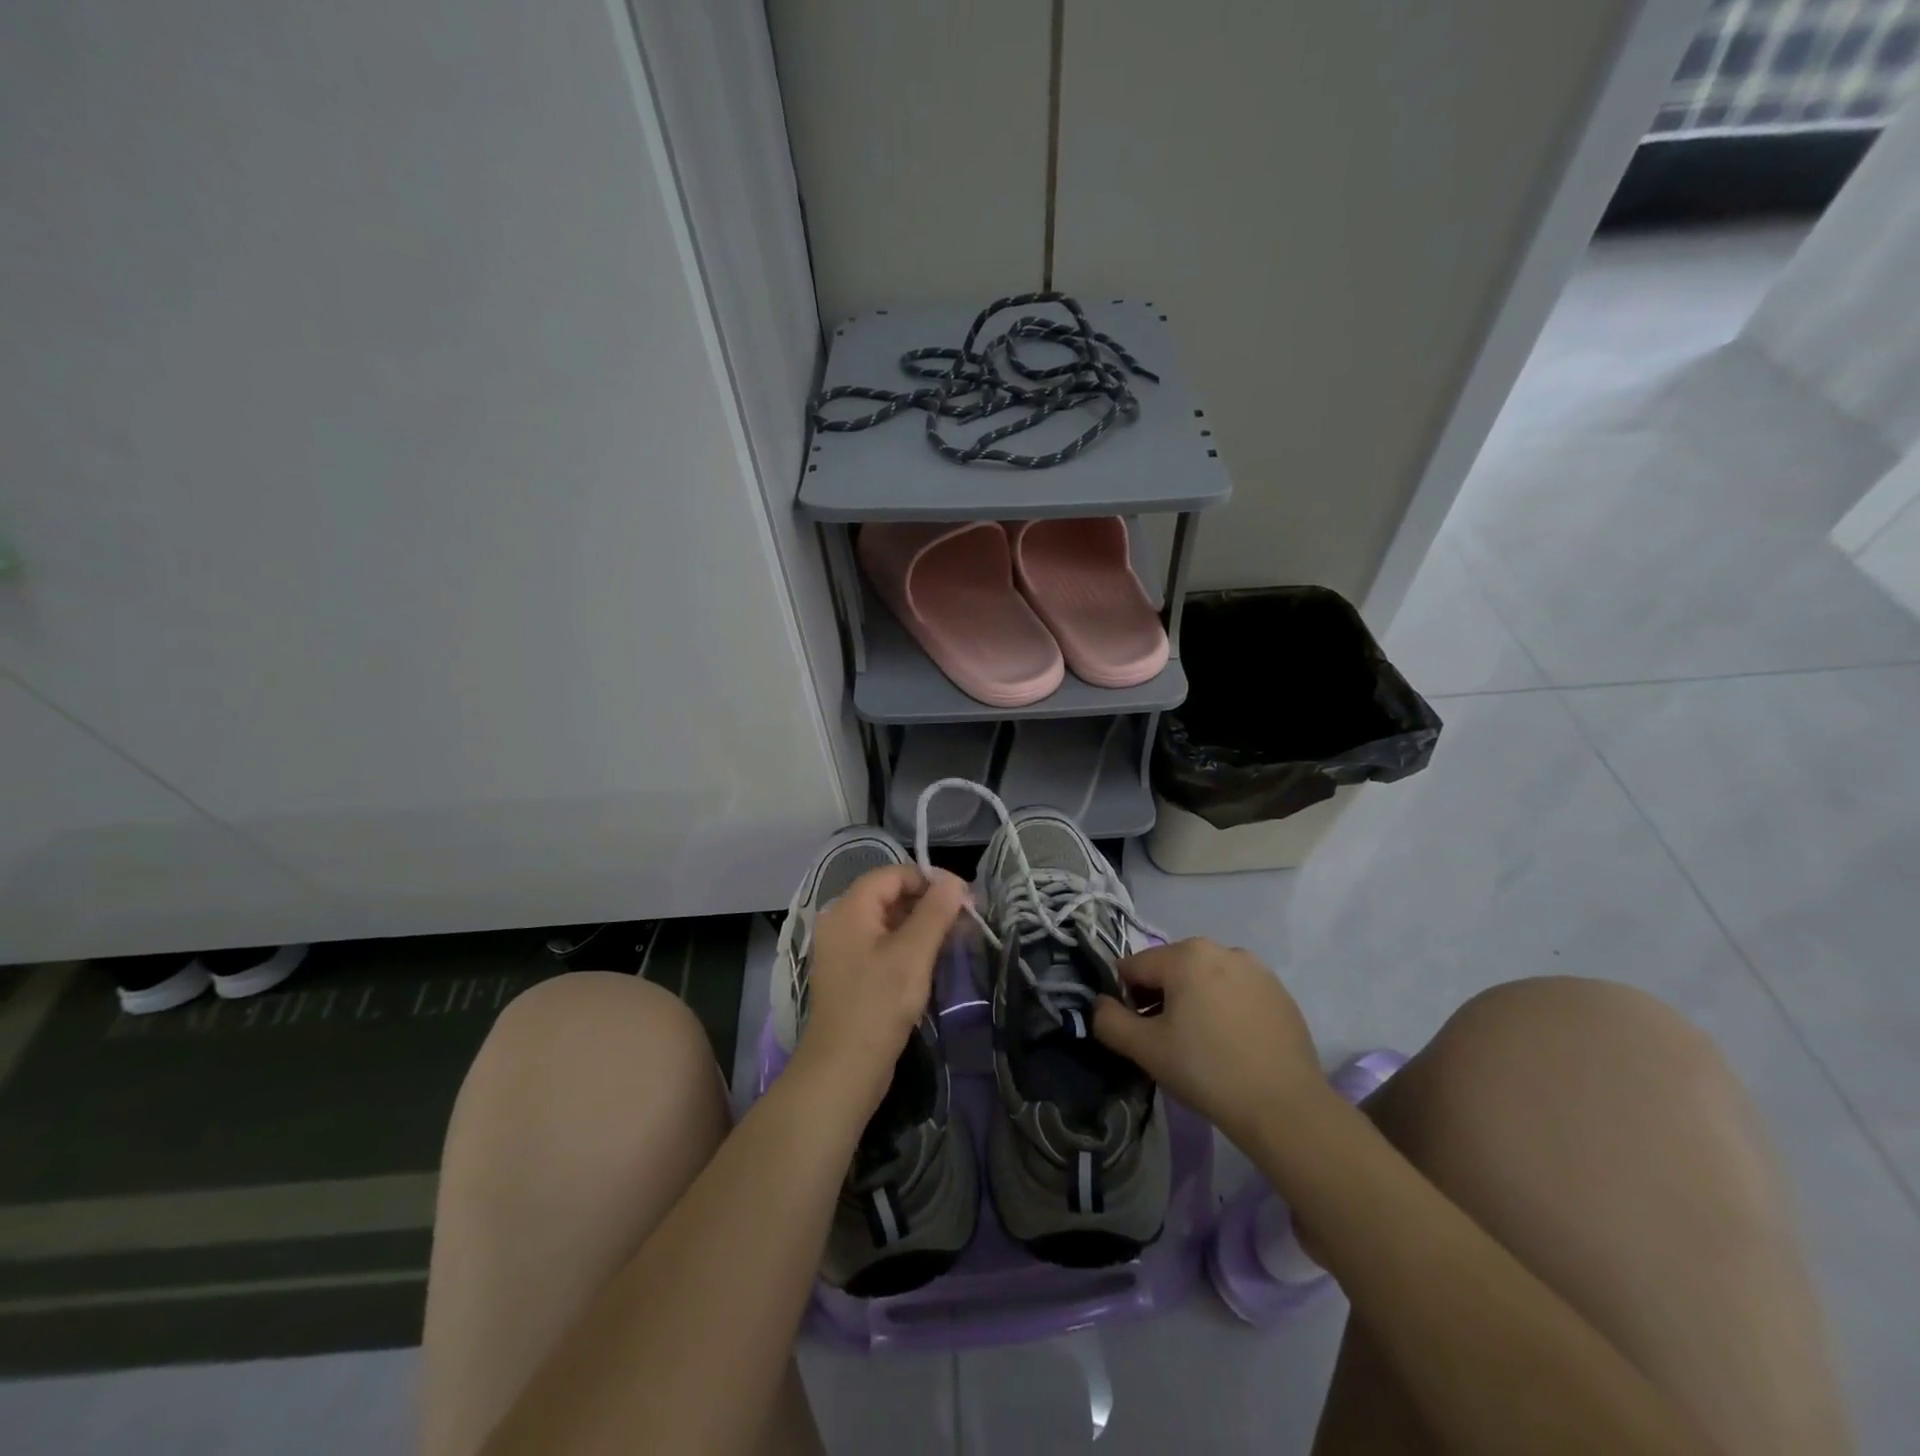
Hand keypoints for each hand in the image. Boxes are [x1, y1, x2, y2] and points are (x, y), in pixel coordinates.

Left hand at [792, 864, 968, 1117]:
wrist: (842, 1071)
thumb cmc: (878, 1005)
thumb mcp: (913, 954)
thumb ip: (935, 912)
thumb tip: (954, 881)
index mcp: (848, 909)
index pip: (892, 874)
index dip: (928, 879)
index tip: (963, 897)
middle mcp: (840, 922)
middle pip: (888, 895)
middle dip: (928, 902)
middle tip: (964, 919)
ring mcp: (843, 950)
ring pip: (888, 921)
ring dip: (921, 925)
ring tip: (954, 938)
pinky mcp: (851, 974)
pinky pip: (882, 945)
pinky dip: (907, 945)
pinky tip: (931, 960)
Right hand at [1093, 938, 1323, 1145]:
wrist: (1285, 1108)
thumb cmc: (1207, 1070)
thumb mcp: (1145, 1049)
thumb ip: (1110, 1021)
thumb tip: (1099, 1005)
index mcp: (1186, 954)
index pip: (1134, 967)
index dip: (1126, 999)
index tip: (1138, 1034)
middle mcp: (1221, 949)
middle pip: (1170, 969)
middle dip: (1160, 999)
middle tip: (1167, 1043)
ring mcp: (1256, 969)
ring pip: (1204, 980)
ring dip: (1192, 1002)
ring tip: (1201, 1046)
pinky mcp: (1280, 993)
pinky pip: (1235, 992)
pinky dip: (1224, 1010)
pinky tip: (1231, 1046)